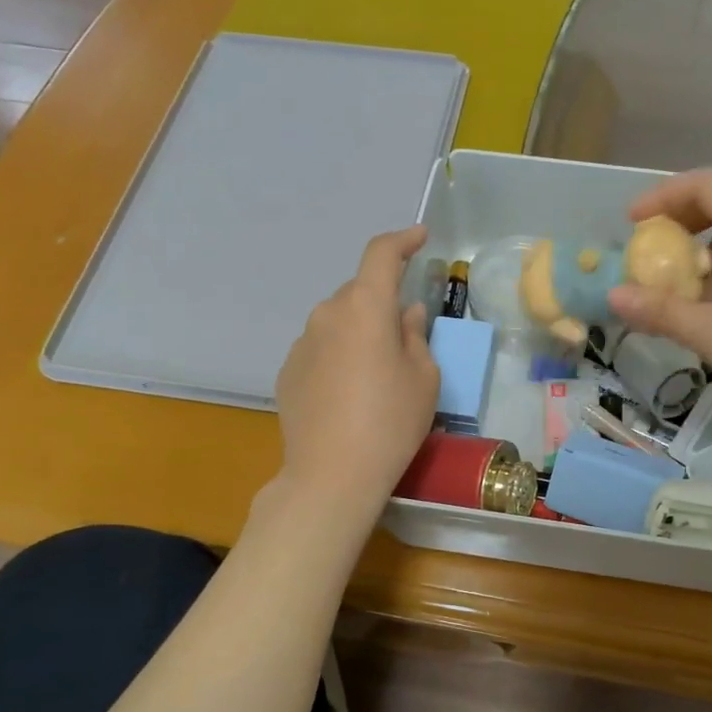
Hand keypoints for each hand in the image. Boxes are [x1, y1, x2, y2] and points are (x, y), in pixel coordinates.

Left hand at [274, 226, 438, 515]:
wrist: (332, 474)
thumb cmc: (391, 421)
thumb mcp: (424, 378)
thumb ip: (416, 336)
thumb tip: (406, 314)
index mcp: (365, 308)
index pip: (381, 254)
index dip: (402, 241)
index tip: (419, 238)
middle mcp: (328, 314)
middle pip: (359, 293)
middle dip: (383, 303)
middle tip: (405, 337)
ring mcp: (302, 343)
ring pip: (338, 321)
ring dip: (359, 331)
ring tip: (376, 372)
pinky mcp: (288, 371)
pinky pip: (321, 348)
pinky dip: (339, 355)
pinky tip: (349, 392)